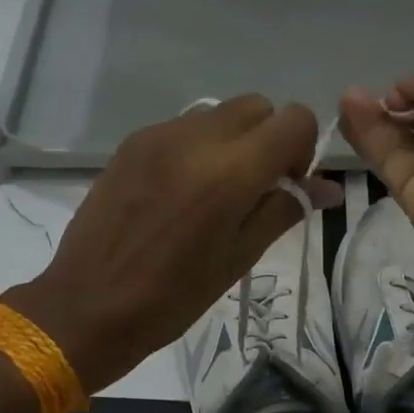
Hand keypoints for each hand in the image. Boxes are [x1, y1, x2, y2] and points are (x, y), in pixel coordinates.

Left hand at [5, 97, 340, 393]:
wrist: (86, 306)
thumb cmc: (171, 298)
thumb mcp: (238, 259)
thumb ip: (283, 210)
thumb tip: (327, 188)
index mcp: (229, 172)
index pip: (294, 119)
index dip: (303, 149)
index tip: (287, 185)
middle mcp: (195, 138)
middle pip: (257, 106)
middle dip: (269, 138)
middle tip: (256, 187)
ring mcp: (158, 135)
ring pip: (218, 113)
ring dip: (233, 141)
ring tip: (214, 192)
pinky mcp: (131, 143)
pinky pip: (183, 127)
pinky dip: (198, 147)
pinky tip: (180, 192)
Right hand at [339, 70, 413, 269]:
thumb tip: (397, 95)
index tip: (395, 90)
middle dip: (390, 110)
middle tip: (357, 94)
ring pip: (397, 146)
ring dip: (371, 121)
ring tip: (346, 99)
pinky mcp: (413, 200)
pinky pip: (389, 163)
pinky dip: (368, 139)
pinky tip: (350, 115)